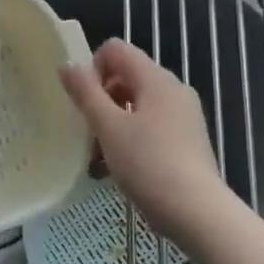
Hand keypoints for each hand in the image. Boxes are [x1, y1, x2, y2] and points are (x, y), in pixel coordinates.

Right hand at [60, 39, 230, 244]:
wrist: (197, 213)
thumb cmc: (148, 164)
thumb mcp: (108, 128)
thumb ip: (86, 93)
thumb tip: (67, 64)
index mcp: (156, 79)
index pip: (116, 49)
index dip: (93, 69)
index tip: (84, 102)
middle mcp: (173, 90)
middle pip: (126, 77)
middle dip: (101, 99)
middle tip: (88, 132)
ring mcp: (183, 116)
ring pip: (137, 105)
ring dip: (112, 123)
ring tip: (98, 157)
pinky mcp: (187, 140)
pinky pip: (151, 126)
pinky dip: (131, 138)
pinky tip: (118, 168)